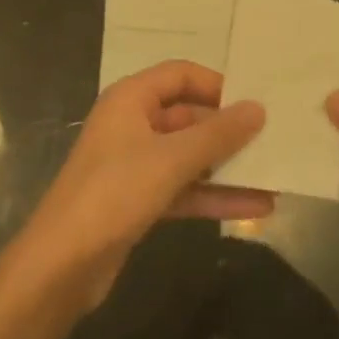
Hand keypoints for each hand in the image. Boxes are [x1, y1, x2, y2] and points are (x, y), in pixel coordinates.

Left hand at [6, 61, 269, 313]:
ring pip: (189, 156)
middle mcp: (132, 124)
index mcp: (130, 99)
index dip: (217, 84)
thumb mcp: (171, 159)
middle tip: (275, 139)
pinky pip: (183, 188)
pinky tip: (256, 206)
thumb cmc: (114, 193)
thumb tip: (258, 108)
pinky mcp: (139, 200)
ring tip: (275, 174)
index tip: (255, 101)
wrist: (62, 264)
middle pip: (188, 115)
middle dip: (228, 130)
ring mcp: (135, 164)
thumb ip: (217, 134)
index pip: (180, 74)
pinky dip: (214, 196)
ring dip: (228, 166)